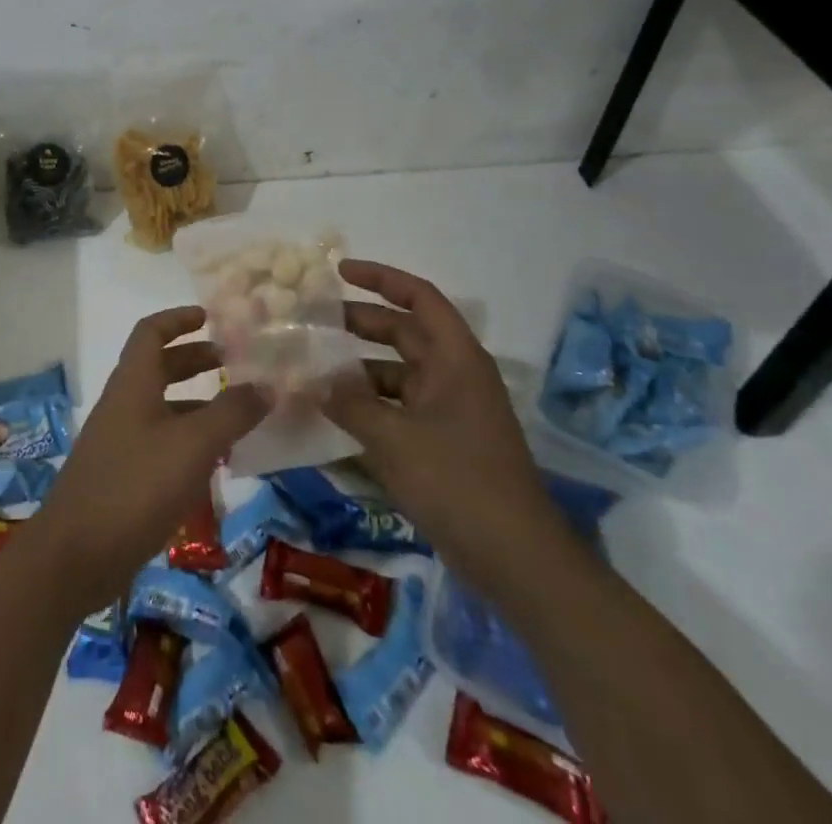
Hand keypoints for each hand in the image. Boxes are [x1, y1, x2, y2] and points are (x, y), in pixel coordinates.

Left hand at [28, 307, 268, 615]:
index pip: (151, 332)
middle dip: (195, 360)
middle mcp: (123, 404)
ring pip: (162, 408)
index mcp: (132, 383)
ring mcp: (120, 441)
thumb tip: (268, 384)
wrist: (76, 554)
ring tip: (238, 416)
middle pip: (158, 367)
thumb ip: (231, 413)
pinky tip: (215, 464)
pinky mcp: (122, 476)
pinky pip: (160, 443)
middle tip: (235, 364)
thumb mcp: (193, 445)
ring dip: (197, 404)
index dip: (179, 319)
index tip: (211, 316)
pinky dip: (188, 441)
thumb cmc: (135, 486)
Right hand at [322, 260, 566, 592]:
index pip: (418, 297)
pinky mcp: (444, 442)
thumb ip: (349, 403)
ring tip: (315, 371)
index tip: (339, 271)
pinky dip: (370, 404)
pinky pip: (400, 407)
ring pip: (398, 372)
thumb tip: (316, 382)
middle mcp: (455, 375)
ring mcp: (451, 411)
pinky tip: (336, 414)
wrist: (517, 560)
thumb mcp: (393, 438)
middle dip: (360, 323)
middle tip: (314, 320)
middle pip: (404, 332)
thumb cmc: (457, 482)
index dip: (380, 278)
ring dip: (359, 369)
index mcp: (455, 359)